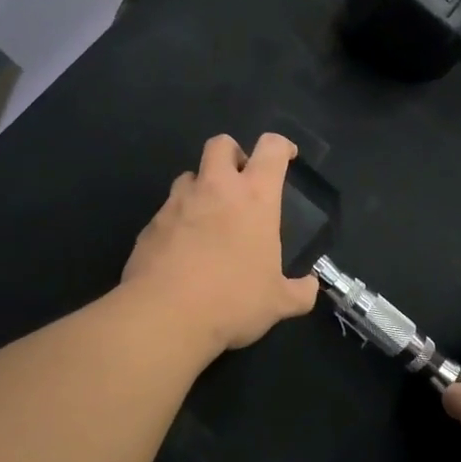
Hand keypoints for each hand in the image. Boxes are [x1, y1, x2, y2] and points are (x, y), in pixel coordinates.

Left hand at [121, 133, 319, 355]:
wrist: (165, 316)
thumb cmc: (233, 300)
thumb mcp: (278, 302)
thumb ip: (300, 292)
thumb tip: (310, 287)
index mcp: (255, 197)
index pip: (270, 149)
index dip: (280, 146)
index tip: (286, 155)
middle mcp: (215, 189)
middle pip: (221, 145)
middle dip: (233, 154)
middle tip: (241, 180)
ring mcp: (177, 204)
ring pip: (189, 176)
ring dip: (202, 187)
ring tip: (210, 217)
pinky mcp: (150, 225)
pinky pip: (167, 211)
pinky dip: (179, 220)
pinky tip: (184, 250)